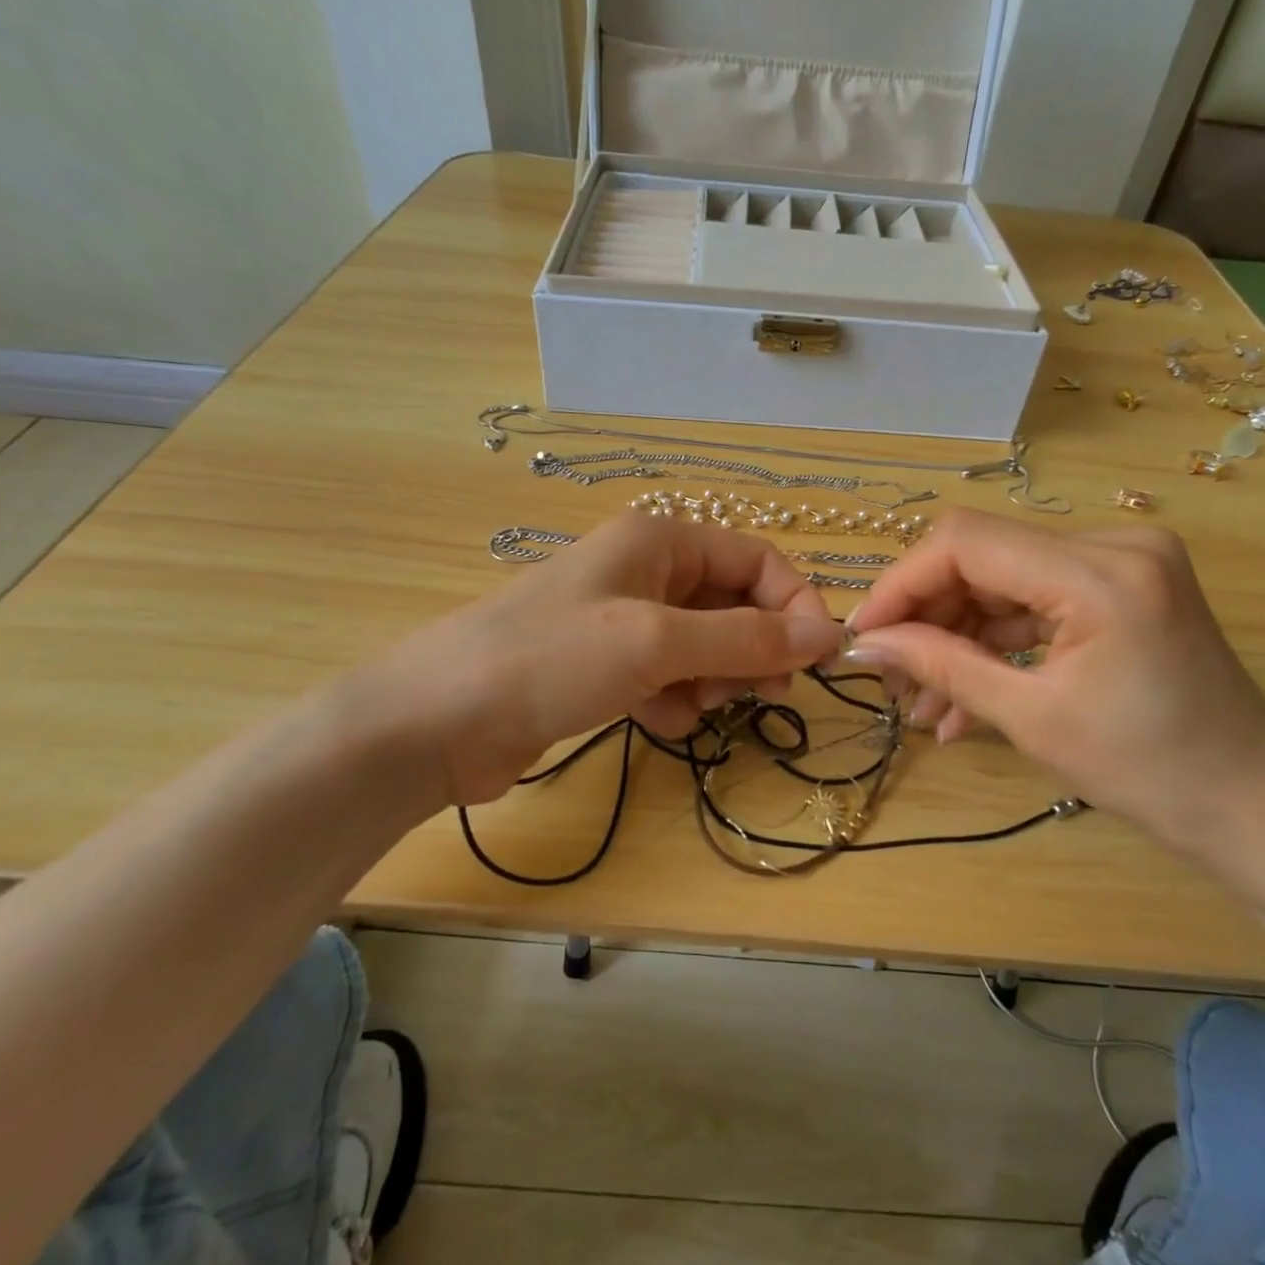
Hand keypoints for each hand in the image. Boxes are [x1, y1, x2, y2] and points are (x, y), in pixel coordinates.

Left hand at [342, 514, 845, 813]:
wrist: (436, 724)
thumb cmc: (550, 660)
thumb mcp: (656, 644)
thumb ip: (746, 638)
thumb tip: (828, 634)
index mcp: (660, 541)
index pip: (757, 560)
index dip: (793, 605)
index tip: (817, 660)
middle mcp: (647, 571)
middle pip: (735, 604)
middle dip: (753, 650)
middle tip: (761, 695)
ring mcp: (625, 621)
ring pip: (707, 646)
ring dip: (714, 680)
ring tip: (692, 706)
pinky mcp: (607, 667)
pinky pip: (671, 677)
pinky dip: (676, 700)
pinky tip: (656, 720)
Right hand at [841, 509, 1264, 857]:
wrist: (1251, 806)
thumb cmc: (1148, 772)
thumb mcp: (1030, 718)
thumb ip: (941, 665)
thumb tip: (867, 644)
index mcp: (1100, 571)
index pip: (967, 542)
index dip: (903, 582)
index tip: (866, 634)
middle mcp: (1114, 544)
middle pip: (982, 555)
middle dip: (927, 615)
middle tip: (891, 676)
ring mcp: (1121, 561)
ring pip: (1002, 581)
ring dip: (957, 636)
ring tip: (922, 703)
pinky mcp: (1120, 586)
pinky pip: (1035, 602)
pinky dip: (995, 643)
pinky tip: (962, 698)